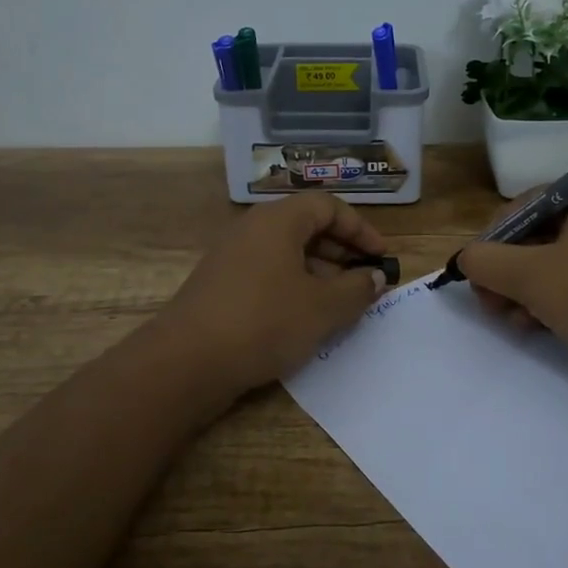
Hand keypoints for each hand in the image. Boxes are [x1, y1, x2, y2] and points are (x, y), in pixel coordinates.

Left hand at [147, 193, 390, 412]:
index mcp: (278, 220)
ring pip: (286, 252)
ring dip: (319, 273)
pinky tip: (305, 319)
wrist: (187, 361)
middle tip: (365, 282)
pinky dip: (293, 286)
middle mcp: (253, 228)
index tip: (380, 257)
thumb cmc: (264, 322)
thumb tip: (374, 277)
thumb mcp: (323, 308)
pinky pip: (267, 272)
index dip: (360, 229)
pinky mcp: (220, 284)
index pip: (328, 206)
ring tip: (341, 305)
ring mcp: (232, 256)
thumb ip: (357, 289)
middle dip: (342, 252)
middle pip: (306, 227)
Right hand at [457, 185, 567, 395]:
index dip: (493, 237)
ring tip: (508, 319)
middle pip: (538, 236)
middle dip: (506, 270)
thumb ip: (486, 262)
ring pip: (555, 264)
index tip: (477, 270)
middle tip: (488, 301)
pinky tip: (534, 326)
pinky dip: (552, 301)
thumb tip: (465, 259)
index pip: (524, 205)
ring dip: (524, 290)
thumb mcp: (530, 276)